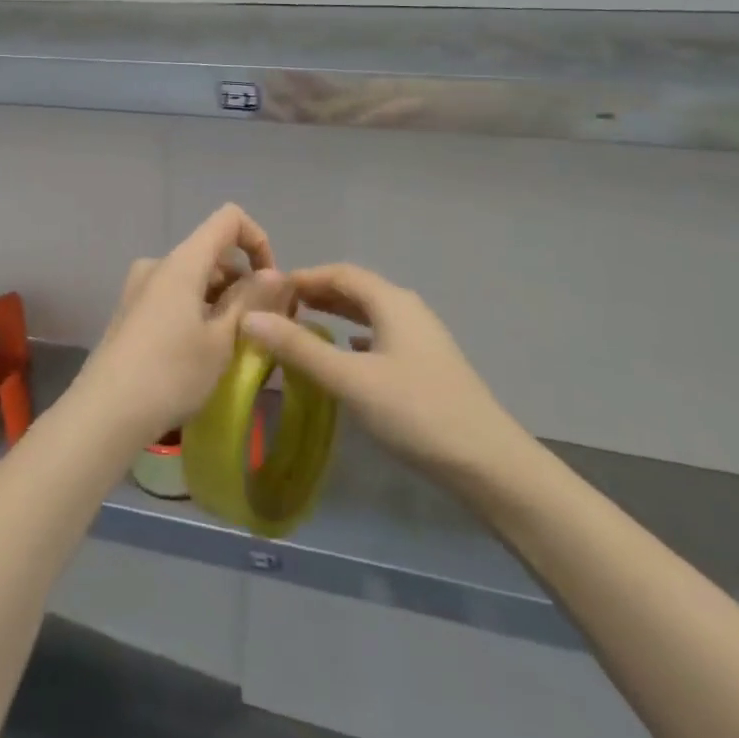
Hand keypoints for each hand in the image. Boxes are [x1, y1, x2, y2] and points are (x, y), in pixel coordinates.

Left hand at [68, 204, 284, 450]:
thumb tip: (275, 274)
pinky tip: (204, 353)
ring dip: (221, 301)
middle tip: (263, 327)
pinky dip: (198, 311)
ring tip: (236, 347)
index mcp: (182, 261)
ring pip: (194, 278)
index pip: (229, 219)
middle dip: (243, 281)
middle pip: (212, 252)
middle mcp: (158, 264)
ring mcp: (139, 287)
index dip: (258, 241)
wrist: (104, 413)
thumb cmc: (171, 373)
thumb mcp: (222, 340)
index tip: (270, 285)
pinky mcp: (130, 312)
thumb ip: (251, 300)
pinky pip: (175, 296)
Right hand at [241, 264, 536, 492]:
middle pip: (354, 289)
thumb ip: (299, 348)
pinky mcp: (426, 365)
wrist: (489, 464)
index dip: (301, 277)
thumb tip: (249, 318)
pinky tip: (344, 355)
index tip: (266, 292)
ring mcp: (421, 337)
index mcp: (390, 301)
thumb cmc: (416, 413)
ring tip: (301, 327)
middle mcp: (406, 309)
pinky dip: (354, 337)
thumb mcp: (350, 380)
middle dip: (315, 294)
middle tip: (277, 310)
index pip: (338, 273)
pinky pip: (381, 336)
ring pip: (369, 313)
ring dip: (335, 315)